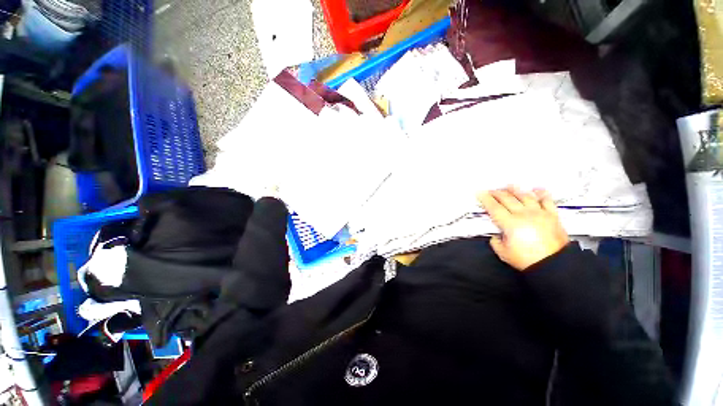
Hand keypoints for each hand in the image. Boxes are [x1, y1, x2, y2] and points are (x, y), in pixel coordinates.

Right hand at [477, 186, 568, 270]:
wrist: (554, 264)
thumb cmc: (528, 260)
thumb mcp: (503, 253)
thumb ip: (495, 241)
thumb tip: (496, 236)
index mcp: (510, 223)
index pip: (494, 207)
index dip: (485, 199)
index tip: (480, 193)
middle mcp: (524, 215)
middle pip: (507, 198)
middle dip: (497, 193)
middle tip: (491, 191)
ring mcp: (539, 213)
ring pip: (525, 196)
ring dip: (515, 190)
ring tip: (509, 186)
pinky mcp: (552, 216)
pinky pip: (547, 201)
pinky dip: (542, 193)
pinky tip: (537, 189)